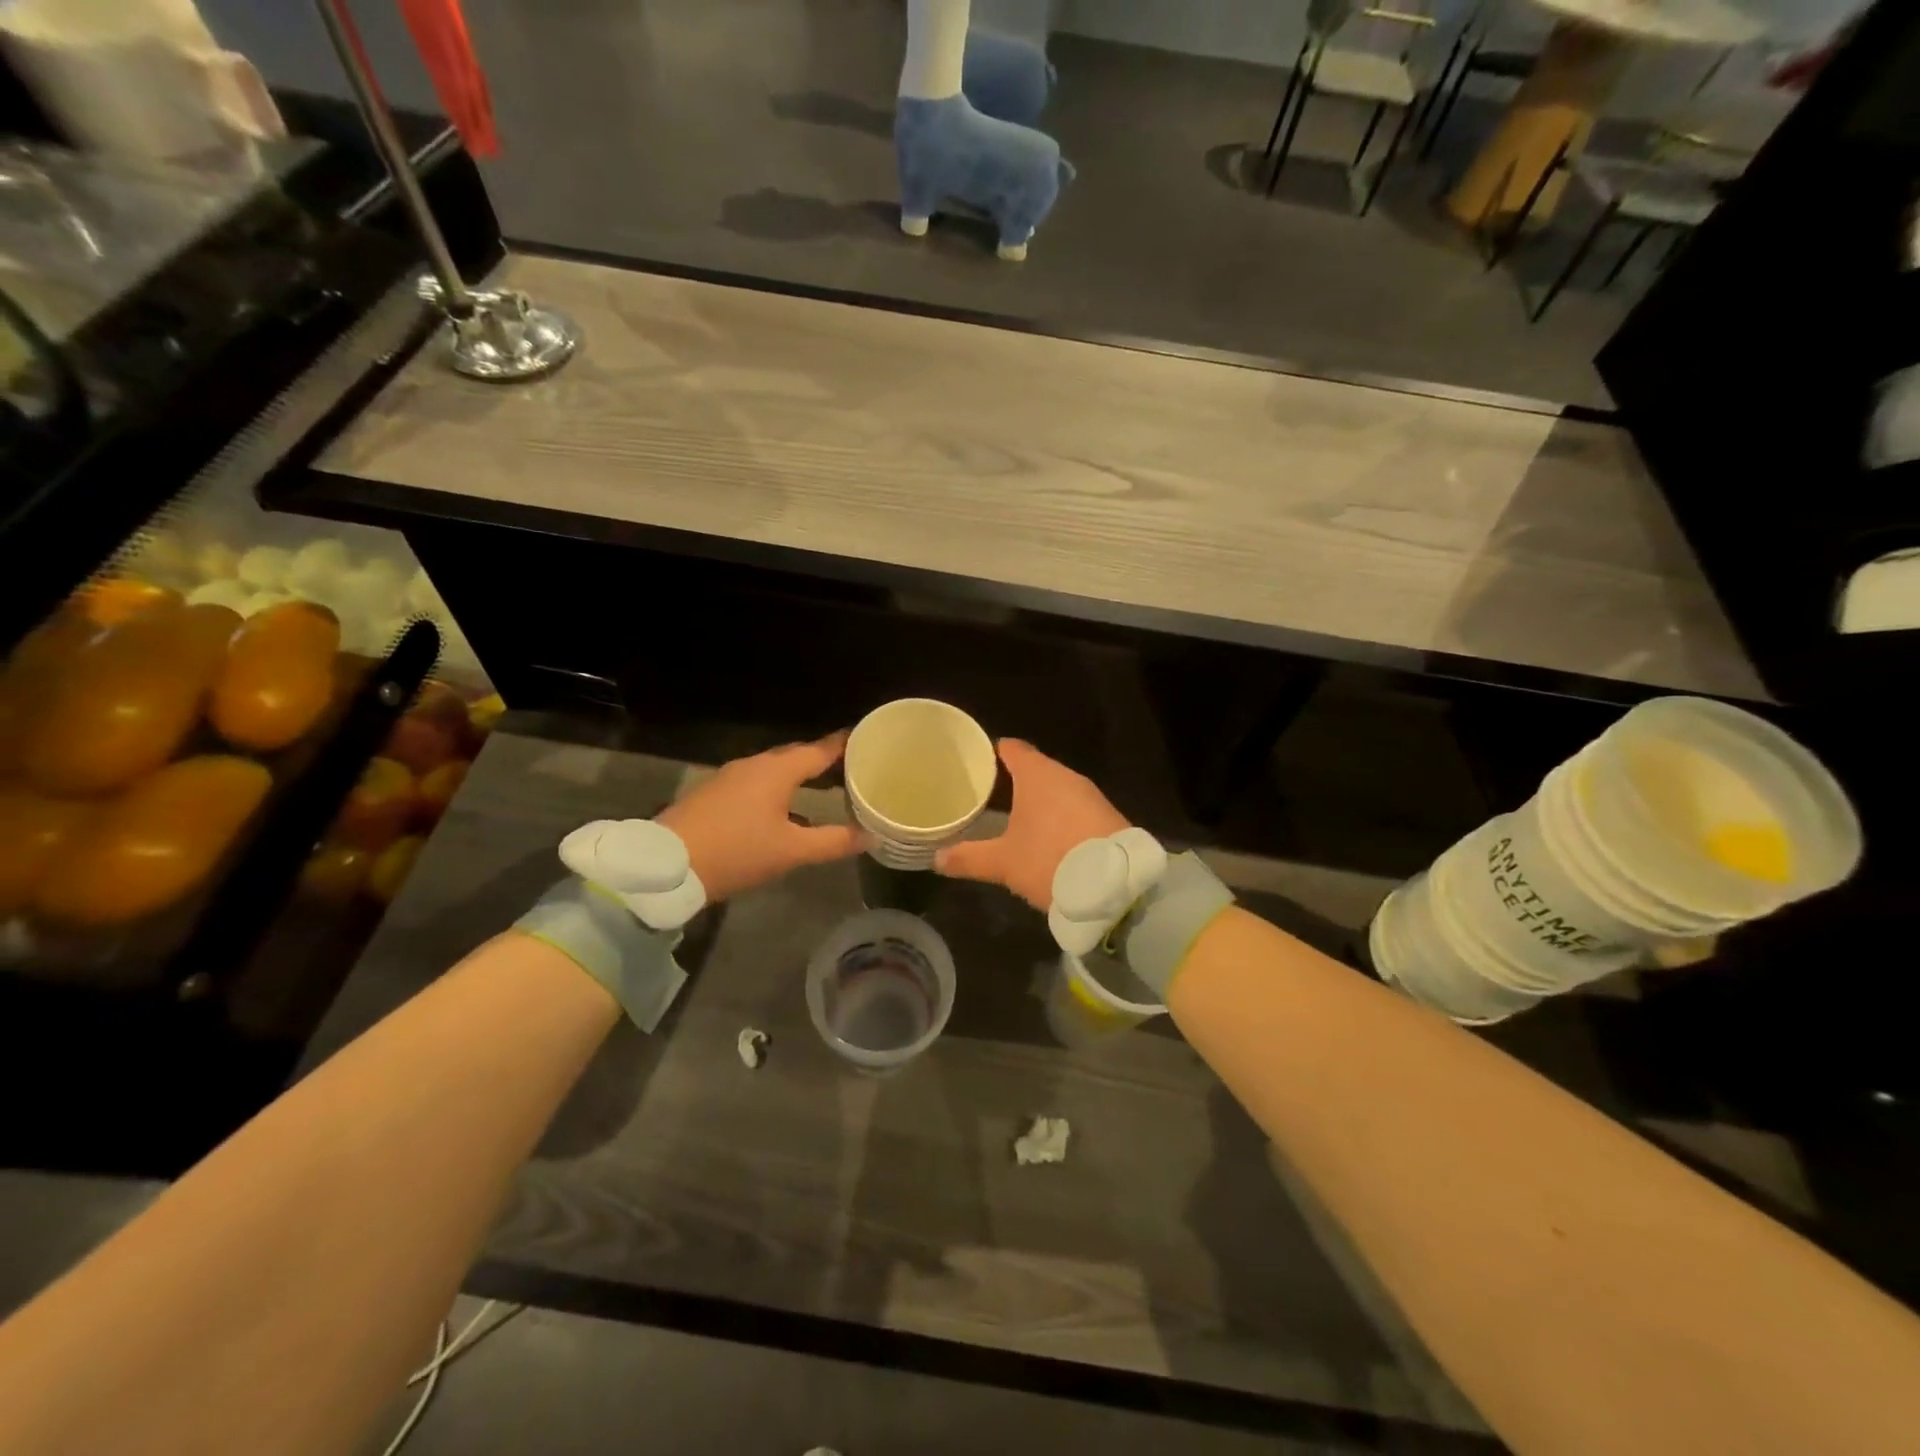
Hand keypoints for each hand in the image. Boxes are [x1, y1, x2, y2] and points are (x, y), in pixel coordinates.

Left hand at [656, 733, 863, 900]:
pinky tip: (784, 811)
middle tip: (850, 767)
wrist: (666, 866)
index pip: (819, 750)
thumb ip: (834, 841)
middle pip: (796, 756)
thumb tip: (871, 836)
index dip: (844, 745)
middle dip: (822, 760)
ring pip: (774, 770)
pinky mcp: (714, 794)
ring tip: (824, 788)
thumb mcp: (791, 851)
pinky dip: (777, 789)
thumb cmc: (736, 852)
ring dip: (799, 777)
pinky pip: (756, 783)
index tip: (867, 740)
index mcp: (776, 771)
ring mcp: (729, 778)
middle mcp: (753, 765)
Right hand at [935, 739, 1128, 909]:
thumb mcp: (1003, 863)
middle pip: (1035, 767)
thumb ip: (969, 857)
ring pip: (1057, 788)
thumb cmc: (1050, 860)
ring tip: (1015, 814)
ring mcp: (1090, 795)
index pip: (1012, 749)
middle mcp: (1065, 776)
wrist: (1115, 885)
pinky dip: (1060, 814)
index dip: (994, 752)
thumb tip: (936, 858)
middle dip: (1014, 779)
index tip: (978, 761)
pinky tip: (1049, 834)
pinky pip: (1075, 806)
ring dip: (1039, 798)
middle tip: (989, 793)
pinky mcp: (1107, 815)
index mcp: (1037, 775)